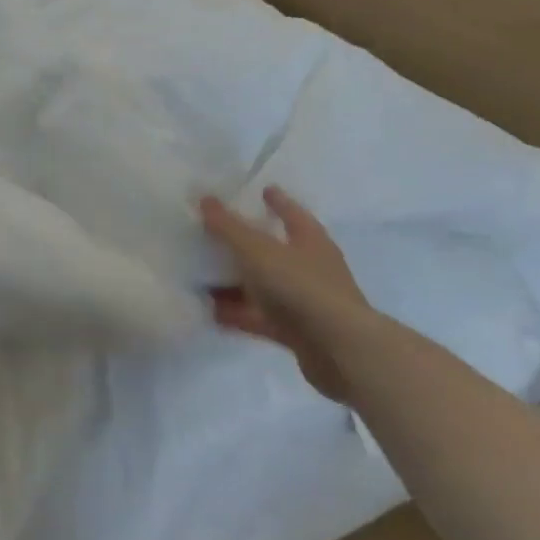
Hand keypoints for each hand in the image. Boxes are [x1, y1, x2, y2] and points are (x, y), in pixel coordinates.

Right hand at [200, 186, 371, 403]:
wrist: (339, 349)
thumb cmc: (300, 286)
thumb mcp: (257, 250)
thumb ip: (228, 226)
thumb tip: (204, 198)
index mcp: (310, 241)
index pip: (292, 213)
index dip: (277, 201)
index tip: (263, 190)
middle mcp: (310, 268)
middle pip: (274, 250)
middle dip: (247, 243)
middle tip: (215, 233)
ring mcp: (303, 301)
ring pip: (262, 286)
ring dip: (236, 282)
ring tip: (201, 274)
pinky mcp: (295, 331)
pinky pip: (258, 316)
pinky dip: (236, 313)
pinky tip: (209, 312)